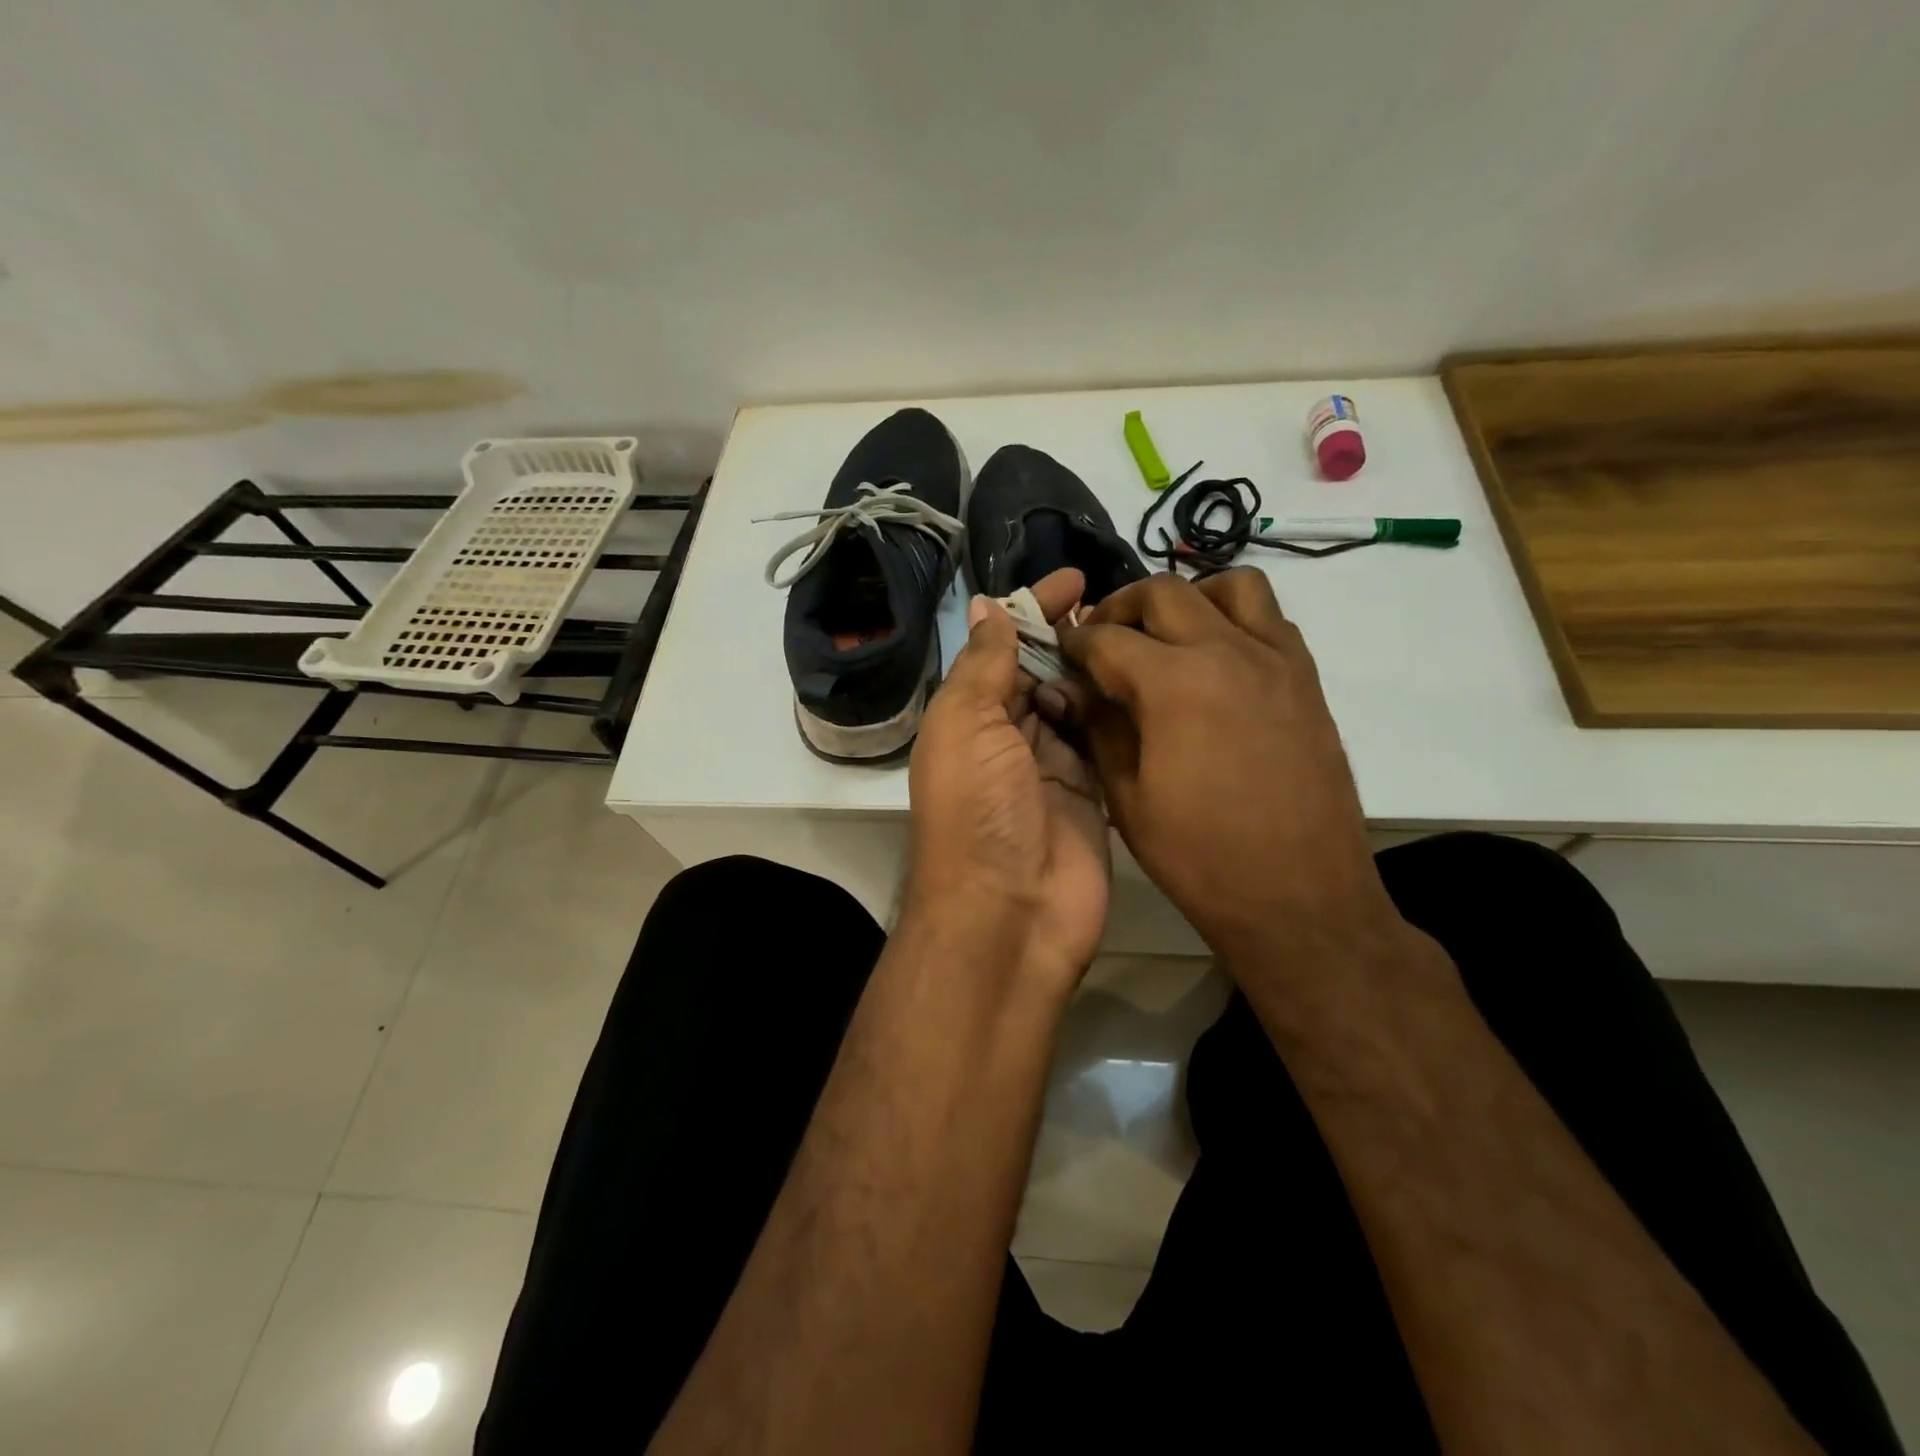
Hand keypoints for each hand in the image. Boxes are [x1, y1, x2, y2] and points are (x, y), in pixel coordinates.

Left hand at [905, 568, 1109, 990]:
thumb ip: (983, 664)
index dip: (1034, 611)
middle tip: (1123, 605)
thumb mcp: (966, 723)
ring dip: (1100, 671)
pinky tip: (1150, 682)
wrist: (1010, 913)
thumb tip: (988, 604)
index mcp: (969, 717)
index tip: (1076, 579)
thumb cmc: (978, 809)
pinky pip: (1105, 742)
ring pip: (1078, 703)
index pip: (1003, 649)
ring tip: (1143, 634)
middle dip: (1072, 637)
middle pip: (1042, 672)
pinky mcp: (1092, 795)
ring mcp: (1052, 768)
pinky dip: (1120, 714)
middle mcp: (1008, 738)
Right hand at [1053, 569, 1397, 970]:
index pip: (1107, 638)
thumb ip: (1098, 728)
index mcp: (1174, 682)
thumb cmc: (1200, 857)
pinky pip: (1269, 619)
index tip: (1060, 652)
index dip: (1074, 642)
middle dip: (1120, 607)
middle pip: (1162, 592)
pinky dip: (1234, 619)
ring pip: (1230, 585)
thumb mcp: (1127, 797)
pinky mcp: (1306, 679)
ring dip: (1187, 598)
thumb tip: (1074, 688)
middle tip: (1102, 640)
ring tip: (1166, 637)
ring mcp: (1276, 659)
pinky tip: (1216, 662)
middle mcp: (1228, 651)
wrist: (1299, 897)